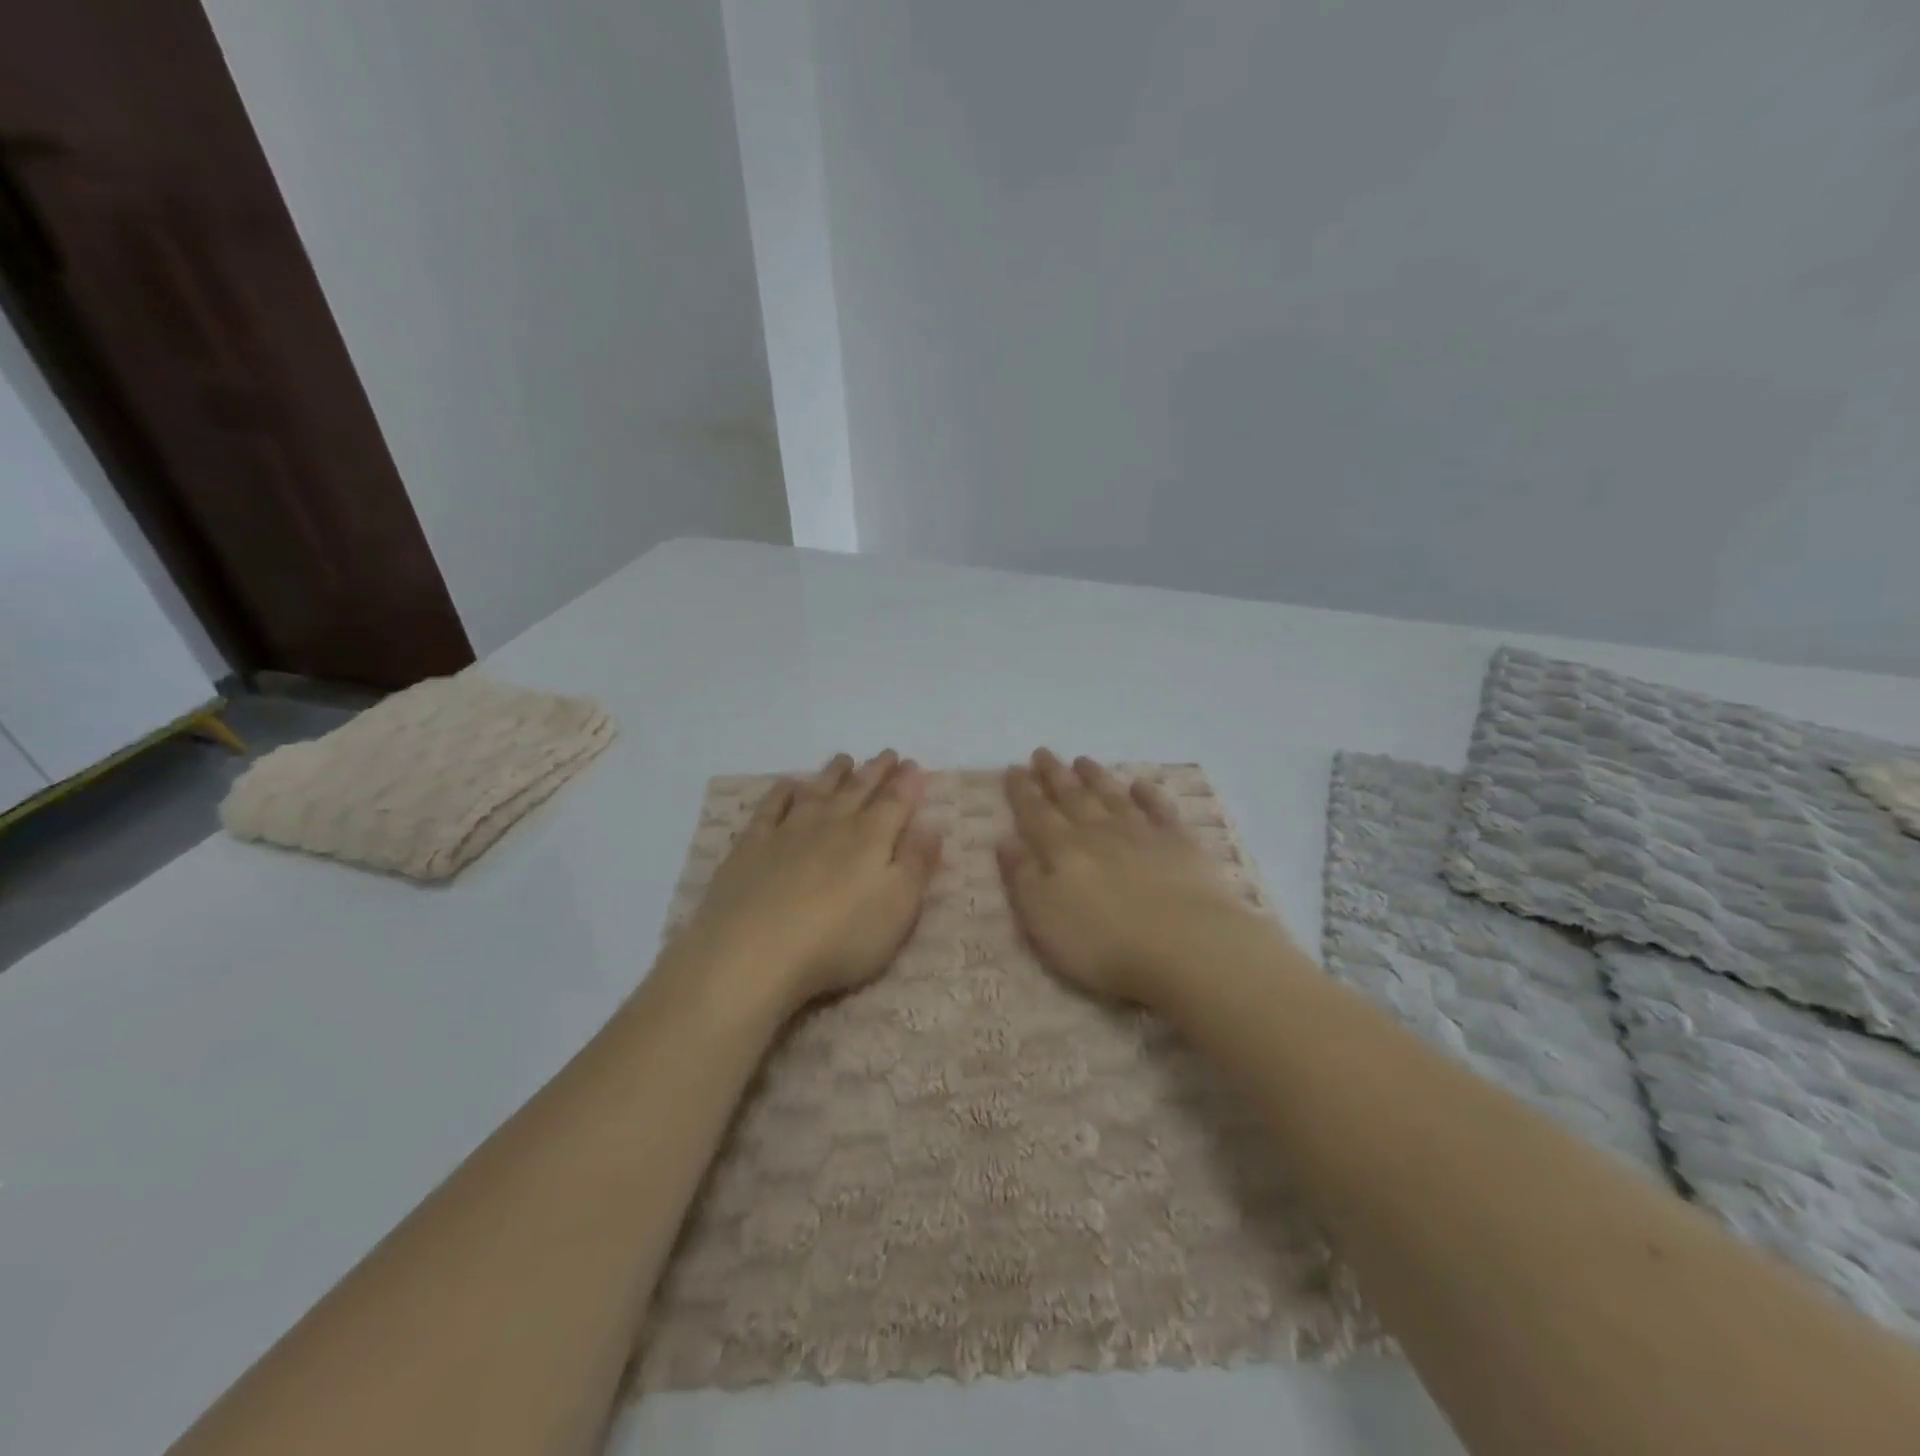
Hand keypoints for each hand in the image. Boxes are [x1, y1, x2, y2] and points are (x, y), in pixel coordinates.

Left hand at [677, 751, 942, 1016]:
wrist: (752, 953)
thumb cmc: (839, 938)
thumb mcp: (897, 907)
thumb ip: (917, 864)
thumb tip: (932, 825)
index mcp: (871, 838)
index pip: (895, 802)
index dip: (907, 783)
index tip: (913, 765)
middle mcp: (831, 824)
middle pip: (858, 790)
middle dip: (875, 772)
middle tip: (886, 754)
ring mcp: (788, 832)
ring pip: (816, 791)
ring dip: (833, 774)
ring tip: (844, 759)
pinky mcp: (751, 847)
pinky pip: (770, 808)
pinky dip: (782, 792)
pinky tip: (788, 785)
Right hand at [998, 749, 1280, 1006]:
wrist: (1185, 945)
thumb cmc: (1103, 943)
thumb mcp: (1043, 918)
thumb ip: (1023, 877)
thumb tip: (1006, 839)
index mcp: (1062, 851)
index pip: (1036, 814)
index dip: (1023, 791)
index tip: (1014, 768)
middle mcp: (1099, 833)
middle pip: (1072, 798)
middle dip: (1055, 775)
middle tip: (1043, 752)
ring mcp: (1142, 834)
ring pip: (1112, 797)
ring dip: (1096, 777)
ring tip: (1082, 760)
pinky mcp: (1179, 844)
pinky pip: (1160, 810)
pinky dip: (1149, 795)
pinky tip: (1141, 784)